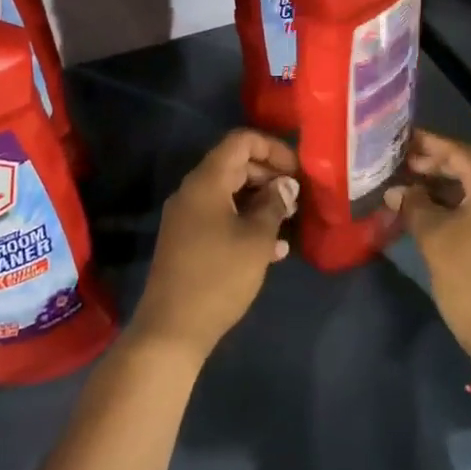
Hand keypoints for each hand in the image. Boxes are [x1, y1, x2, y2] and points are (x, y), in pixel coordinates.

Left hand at [132, 129, 299, 364]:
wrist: (172, 328)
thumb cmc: (219, 277)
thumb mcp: (256, 240)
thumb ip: (274, 206)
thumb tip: (285, 186)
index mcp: (206, 181)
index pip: (240, 141)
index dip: (273, 148)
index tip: (298, 170)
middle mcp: (192, 191)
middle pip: (235, 165)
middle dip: (269, 176)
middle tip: (297, 198)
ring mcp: (187, 216)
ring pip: (229, 193)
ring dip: (260, 201)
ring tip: (289, 220)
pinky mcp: (187, 240)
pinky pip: (220, 217)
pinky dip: (245, 222)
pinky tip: (273, 248)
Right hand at [384, 129, 470, 364]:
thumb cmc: (470, 276)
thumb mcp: (434, 236)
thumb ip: (413, 204)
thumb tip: (396, 191)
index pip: (459, 152)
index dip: (428, 145)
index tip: (401, 139)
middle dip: (436, 166)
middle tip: (402, 166)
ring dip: (446, 188)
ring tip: (411, 188)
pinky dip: (459, 206)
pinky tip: (432, 212)